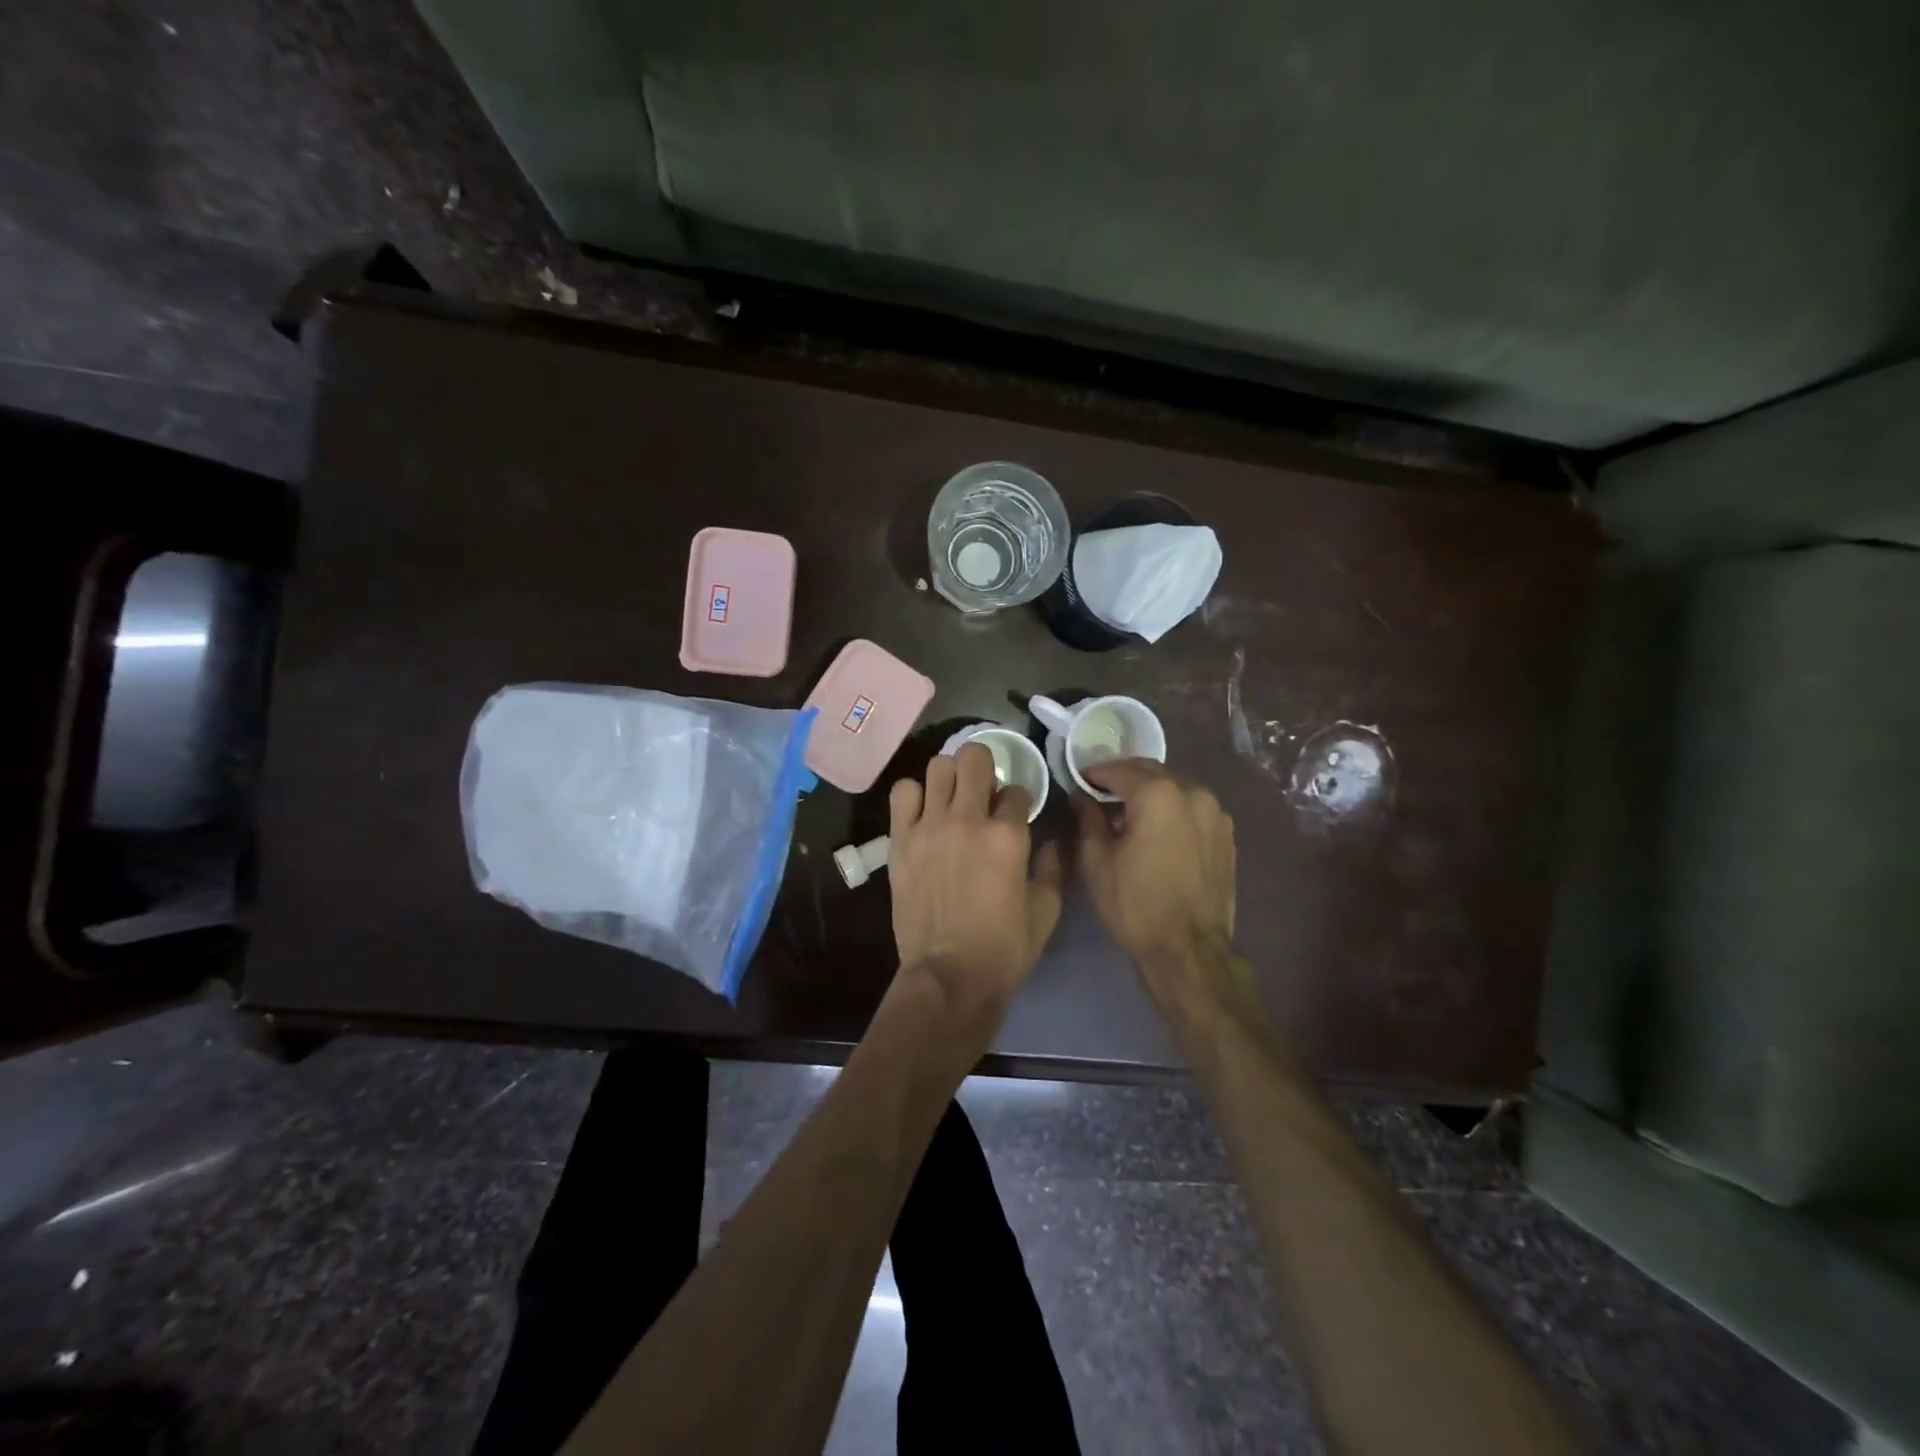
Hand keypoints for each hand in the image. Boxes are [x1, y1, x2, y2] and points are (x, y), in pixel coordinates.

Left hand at [888, 743, 1063, 1018]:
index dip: (1019, 802)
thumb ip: (1054, 867)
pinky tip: (923, 813)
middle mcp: (968, 820)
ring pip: (938, 766)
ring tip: (952, 798)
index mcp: (1008, 836)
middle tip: (984, 791)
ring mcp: (930, 827)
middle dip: (986, 768)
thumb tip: (1051, 841)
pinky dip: (915, 795)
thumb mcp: (1046, 910)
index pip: (1017, 791)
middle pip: (975, 758)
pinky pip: (903, 792)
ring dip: (950, 777)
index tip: (1014, 816)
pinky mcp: (901, 840)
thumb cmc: (1004, 948)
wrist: (949, 976)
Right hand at [1073, 760, 1245, 1027]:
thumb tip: (1083, 798)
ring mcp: (1217, 815)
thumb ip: (1088, 819)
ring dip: (1151, 795)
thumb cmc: (1135, 904)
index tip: (1080, 781)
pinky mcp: (1227, 838)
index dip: (1096, 773)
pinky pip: (1193, 812)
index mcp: (1159, 794)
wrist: (1189, 951)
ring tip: (1130, 816)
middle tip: (1101, 794)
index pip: (1121, 770)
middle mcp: (1194, 794)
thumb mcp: (1097, 861)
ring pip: (1176, 790)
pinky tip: (1158, 835)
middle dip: (1126, 780)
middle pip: (1152, 774)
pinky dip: (1173, 813)